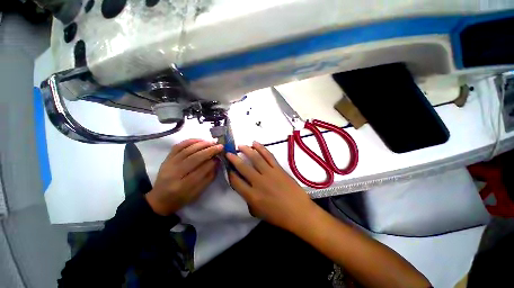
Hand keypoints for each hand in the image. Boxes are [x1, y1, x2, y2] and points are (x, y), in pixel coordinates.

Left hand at [145, 139, 222, 215]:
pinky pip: (178, 146)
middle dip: (209, 150)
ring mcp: (168, 164)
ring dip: (202, 144)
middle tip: (219, 146)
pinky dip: (190, 141)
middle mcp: (174, 174)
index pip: (201, 170)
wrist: (160, 199)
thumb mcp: (198, 192)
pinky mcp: (166, 159)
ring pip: (187, 150)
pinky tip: (200, 140)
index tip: (220, 156)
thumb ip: (209, 177)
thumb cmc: (182, 198)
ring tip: (212, 142)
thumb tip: (217, 161)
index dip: (212, 162)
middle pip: (194, 158)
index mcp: (183, 186)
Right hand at [227, 141, 315, 231]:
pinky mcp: (278, 168)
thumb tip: (245, 189)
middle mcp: (258, 182)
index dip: (230, 174)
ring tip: (240, 145)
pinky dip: (261, 148)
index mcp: (252, 196)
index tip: (228, 168)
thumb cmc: (278, 216)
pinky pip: (268, 156)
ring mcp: (269, 173)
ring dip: (246, 150)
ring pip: (255, 158)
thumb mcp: (258, 212)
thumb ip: (249, 200)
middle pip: (243, 167)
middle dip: (234, 159)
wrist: (299, 212)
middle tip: (228, 153)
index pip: (236, 182)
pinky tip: (255, 143)